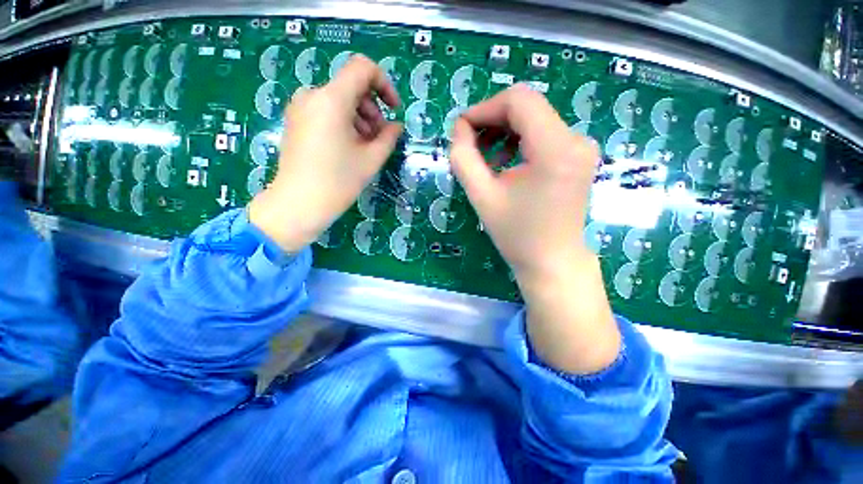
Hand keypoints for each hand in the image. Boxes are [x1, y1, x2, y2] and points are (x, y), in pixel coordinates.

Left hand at [248, 55, 402, 252]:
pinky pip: (325, 111)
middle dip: (372, 109)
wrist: (298, 204)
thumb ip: (389, 137)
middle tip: (380, 138)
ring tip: (365, 146)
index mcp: (332, 99)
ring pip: (339, 100)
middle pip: (351, 86)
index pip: (362, 68)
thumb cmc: (338, 182)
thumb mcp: (371, 159)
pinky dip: (343, 123)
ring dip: (359, 118)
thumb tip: (396, 125)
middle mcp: (312, 95)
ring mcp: (300, 108)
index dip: (384, 84)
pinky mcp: (296, 121)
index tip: (393, 110)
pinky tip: (349, 147)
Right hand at [450, 84, 596, 278]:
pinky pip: (544, 134)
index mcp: (556, 149)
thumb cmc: (516, 235)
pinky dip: (519, 141)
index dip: (484, 108)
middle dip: (492, 120)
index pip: (519, 100)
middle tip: (470, 144)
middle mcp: (577, 140)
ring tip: (486, 157)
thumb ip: (463, 158)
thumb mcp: (482, 196)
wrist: (552, 261)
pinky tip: (505, 162)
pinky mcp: (578, 157)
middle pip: (528, 107)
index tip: (462, 129)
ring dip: (504, 131)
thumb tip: (459, 128)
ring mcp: (581, 147)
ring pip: (535, 119)